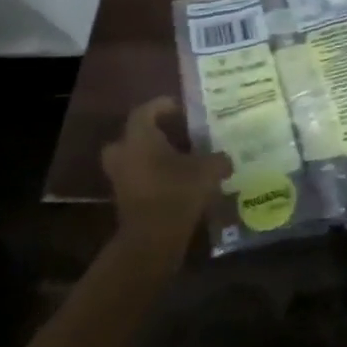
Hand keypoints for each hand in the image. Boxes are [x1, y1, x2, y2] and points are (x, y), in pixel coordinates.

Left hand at [101, 98, 228, 264]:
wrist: (151, 240)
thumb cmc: (177, 192)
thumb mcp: (207, 170)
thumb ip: (218, 159)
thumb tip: (226, 159)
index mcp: (140, 137)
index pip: (145, 111)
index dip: (162, 106)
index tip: (180, 108)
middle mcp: (124, 154)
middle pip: (131, 136)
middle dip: (149, 134)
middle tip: (172, 135)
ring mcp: (120, 179)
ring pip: (132, 159)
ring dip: (150, 158)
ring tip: (176, 160)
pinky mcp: (124, 202)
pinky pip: (137, 180)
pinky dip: (151, 178)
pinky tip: (175, 182)